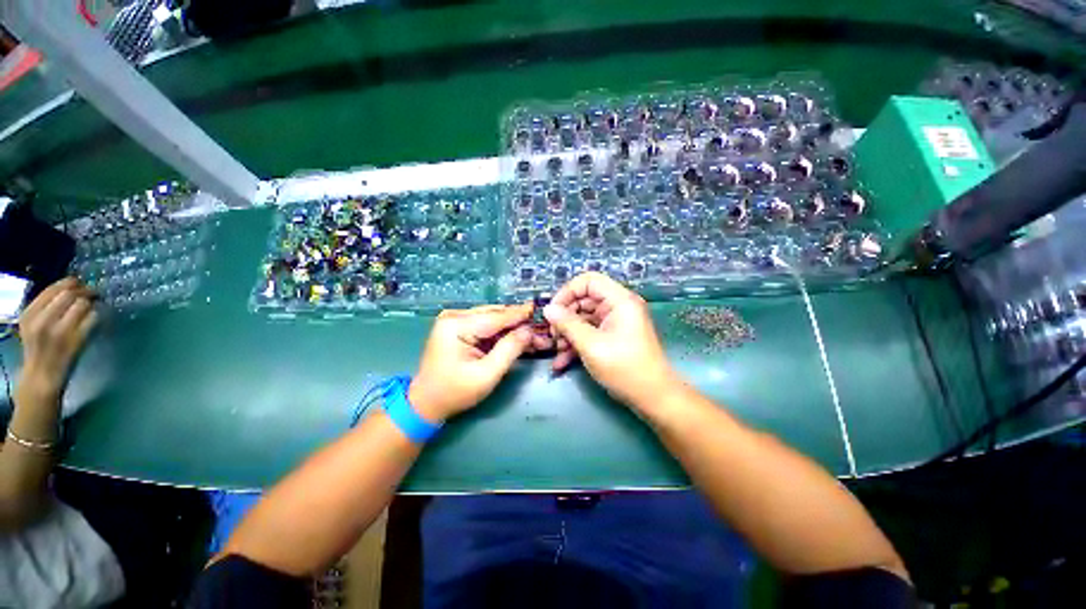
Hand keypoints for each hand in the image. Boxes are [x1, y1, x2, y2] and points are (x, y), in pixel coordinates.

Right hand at [16, 278, 98, 398]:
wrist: (41, 377)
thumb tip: (70, 286)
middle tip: (92, 292)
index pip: (52, 289)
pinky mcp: (76, 341)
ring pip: (82, 304)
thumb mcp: (33, 324)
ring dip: (91, 302)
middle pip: (69, 294)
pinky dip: (97, 315)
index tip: (79, 282)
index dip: (70, 282)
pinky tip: (96, 316)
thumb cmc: (39, 348)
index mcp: (29, 314)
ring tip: (94, 304)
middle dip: (84, 290)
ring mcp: (60, 331)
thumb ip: (46, 306)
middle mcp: (42, 321)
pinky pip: (92, 319)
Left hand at [409, 303, 534, 421]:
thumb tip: (529, 331)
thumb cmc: (455, 392)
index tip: (540, 310)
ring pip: (493, 319)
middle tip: (540, 330)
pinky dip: (502, 332)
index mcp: (456, 325)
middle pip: (495, 315)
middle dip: (518, 323)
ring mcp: (456, 320)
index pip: (496, 317)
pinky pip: (486, 325)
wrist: (426, 403)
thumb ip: (509, 350)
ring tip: (532, 335)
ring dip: (512, 327)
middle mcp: (455, 316)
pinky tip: (516, 338)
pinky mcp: (459, 327)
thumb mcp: (486, 375)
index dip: (521, 315)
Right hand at [544, 272, 678, 408]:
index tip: (552, 311)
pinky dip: (576, 343)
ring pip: (583, 319)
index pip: (588, 281)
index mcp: (620, 300)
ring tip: (556, 351)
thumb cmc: (624, 368)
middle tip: (552, 335)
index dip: (567, 292)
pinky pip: (589, 333)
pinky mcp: (612, 337)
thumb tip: (548, 309)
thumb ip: (567, 324)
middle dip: (565, 317)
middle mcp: (618, 307)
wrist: (653, 398)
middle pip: (584, 300)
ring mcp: (615, 323)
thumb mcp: (591, 345)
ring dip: (567, 333)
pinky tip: (561, 361)